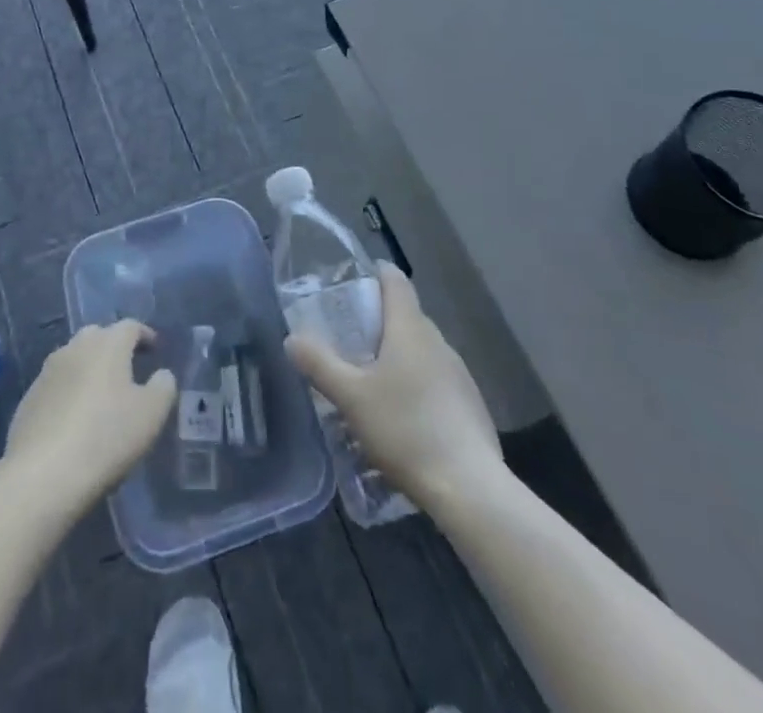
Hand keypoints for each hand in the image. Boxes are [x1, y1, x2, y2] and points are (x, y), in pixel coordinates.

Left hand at [4, 320, 174, 514]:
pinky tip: (75, 418)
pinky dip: (69, 392)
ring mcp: (47, 371)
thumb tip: (161, 374)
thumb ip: (163, 386)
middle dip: (114, 347)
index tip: (155, 349)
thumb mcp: (151, 414)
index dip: (145, 335)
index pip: (130, 327)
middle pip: (98, 336)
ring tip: (101, 394)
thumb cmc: (106, 437)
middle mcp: (76, 347)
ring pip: (74, 359)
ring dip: (89, 369)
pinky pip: (57, 385)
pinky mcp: (29, 398)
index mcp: (107, 344)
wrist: (42, 474)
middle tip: (128, 369)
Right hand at [285, 263, 501, 504]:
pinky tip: (401, 417)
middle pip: (406, 316)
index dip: (375, 274)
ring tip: (370, 382)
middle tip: (348, 340)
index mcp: (410, 328)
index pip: (395, 281)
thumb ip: (319, 364)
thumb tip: (292, 339)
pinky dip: (416, 385)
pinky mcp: (470, 404)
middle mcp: (438, 341)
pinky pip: (436, 380)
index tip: (354, 283)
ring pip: (421, 351)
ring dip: (397, 357)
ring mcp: (459, 373)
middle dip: (379, 322)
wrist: (469, 488)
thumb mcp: (350, 397)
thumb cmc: (405, 429)